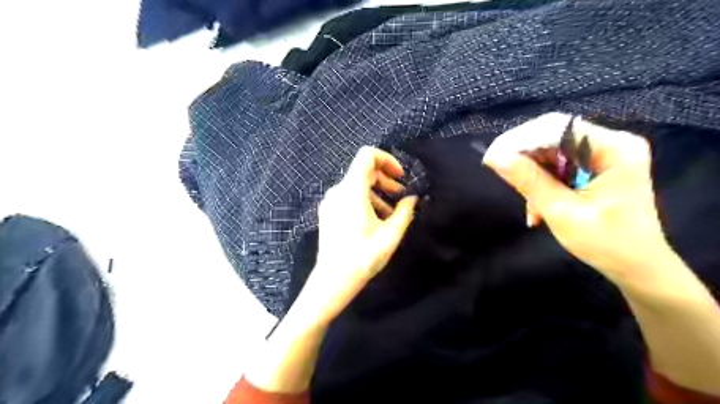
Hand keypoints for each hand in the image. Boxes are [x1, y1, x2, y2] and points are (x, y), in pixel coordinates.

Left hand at [294, 145, 415, 328]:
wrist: (333, 279)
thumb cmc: (364, 256)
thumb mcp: (391, 234)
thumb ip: (405, 212)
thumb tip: (413, 199)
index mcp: (352, 190)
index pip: (367, 155)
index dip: (387, 160)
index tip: (401, 176)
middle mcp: (338, 190)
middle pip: (363, 171)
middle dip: (385, 179)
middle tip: (401, 195)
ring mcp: (330, 202)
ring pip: (356, 185)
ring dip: (377, 193)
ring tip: (392, 213)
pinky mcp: (328, 213)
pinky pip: (348, 197)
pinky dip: (364, 201)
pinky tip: (376, 220)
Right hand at [483, 112, 676, 285]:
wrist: (637, 267)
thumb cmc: (607, 244)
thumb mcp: (562, 212)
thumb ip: (529, 181)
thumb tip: (495, 157)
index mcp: (614, 149)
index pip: (557, 128)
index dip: (520, 140)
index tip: (492, 158)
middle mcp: (611, 144)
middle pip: (553, 138)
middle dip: (526, 161)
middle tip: (505, 179)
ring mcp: (603, 155)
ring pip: (551, 154)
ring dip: (533, 178)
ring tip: (531, 208)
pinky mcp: (595, 168)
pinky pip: (558, 167)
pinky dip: (543, 185)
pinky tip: (539, 209)